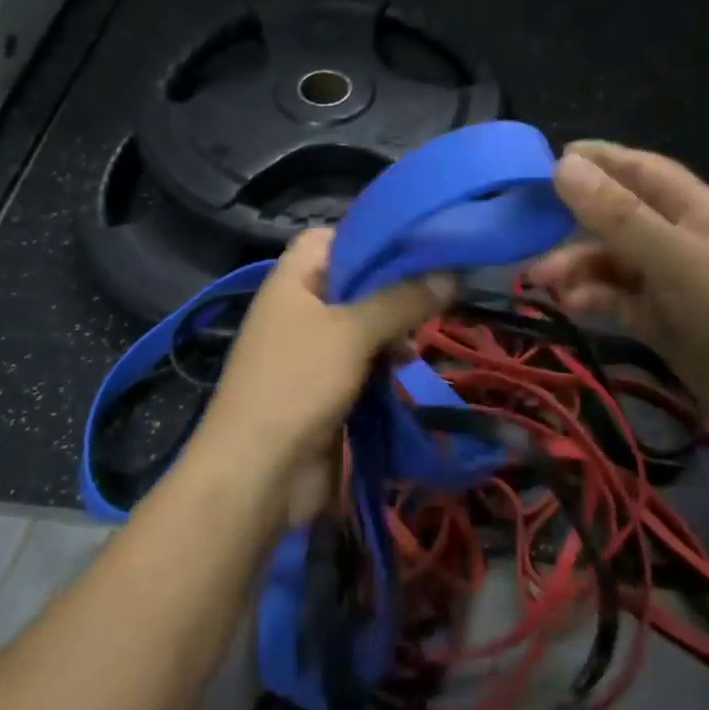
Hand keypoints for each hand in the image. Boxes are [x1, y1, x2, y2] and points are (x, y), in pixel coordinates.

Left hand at [189, 229, 453, 524]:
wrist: (258, 474)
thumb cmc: (298, 384)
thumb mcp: (353, 332)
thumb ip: (402, 299)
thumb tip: (450, 272)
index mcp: (292, 281)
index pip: (328, 237)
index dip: (367, 235)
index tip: (413, 244)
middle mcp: (299, 309)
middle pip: (351, 282)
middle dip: (392, 287)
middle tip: (434, 292)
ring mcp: (310, 351)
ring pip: (361, 324)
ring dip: (392, 329)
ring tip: (418, 340)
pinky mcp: (324, 387)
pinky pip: (361, 361)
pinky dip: (383, 361)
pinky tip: (405, 367)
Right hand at [529, 141, 708, 454]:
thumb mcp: (677, 260)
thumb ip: (618, 216)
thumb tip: (563, 164)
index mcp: (696, 210)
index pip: (640, 170)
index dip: (598, 160)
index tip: (547, 159)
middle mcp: (684, 240)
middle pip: (621, 217)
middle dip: (575, 221)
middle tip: (525, 229)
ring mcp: (677, 285)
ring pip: (616, 262)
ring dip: (579, 265)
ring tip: (539, 281)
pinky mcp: (669, 325)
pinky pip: (622, 300)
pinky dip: (595, 297)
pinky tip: (571, 305)